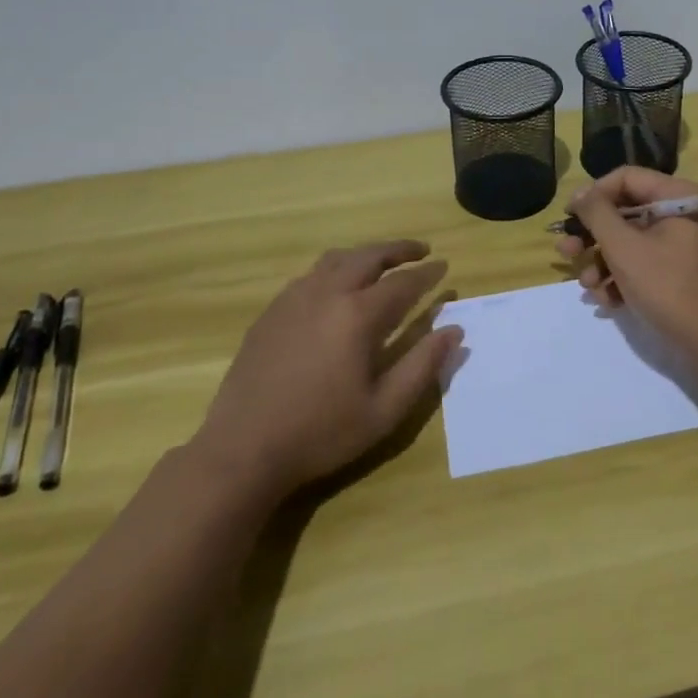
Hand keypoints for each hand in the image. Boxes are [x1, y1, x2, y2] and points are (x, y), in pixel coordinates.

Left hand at [190, 241, 461, 500]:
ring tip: (381, 262)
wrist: (243, 448)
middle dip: (398, 249)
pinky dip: (335, 270)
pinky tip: (336, 288)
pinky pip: (310, 275)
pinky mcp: (272, 311)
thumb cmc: (321, 432)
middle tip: (420, 250)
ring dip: (365, 255)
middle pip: (369, 256)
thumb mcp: (384, 409)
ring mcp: (294, 298)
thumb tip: (455, 331)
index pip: (403, 282)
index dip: (427, 273)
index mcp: (358, 315)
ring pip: (337, 259)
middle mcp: (327, 293)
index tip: (444, 265)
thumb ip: (422, 366)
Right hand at [556, 167, 697, 371]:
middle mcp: (685, 214)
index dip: (592, 195)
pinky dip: (624, 278)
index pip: (626, 178)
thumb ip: (597, 214)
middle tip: (566, 253)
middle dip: (593, 235)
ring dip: (603, 262)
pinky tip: (607, 301)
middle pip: (626, 211)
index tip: (568, 218)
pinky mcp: (684, 274)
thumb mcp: (625, 248)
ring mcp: (686, 246)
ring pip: (632, 242)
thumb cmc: (671, 288)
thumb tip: (581, 193)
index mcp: (679, 197)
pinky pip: (646, 264)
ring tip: (588, 287)